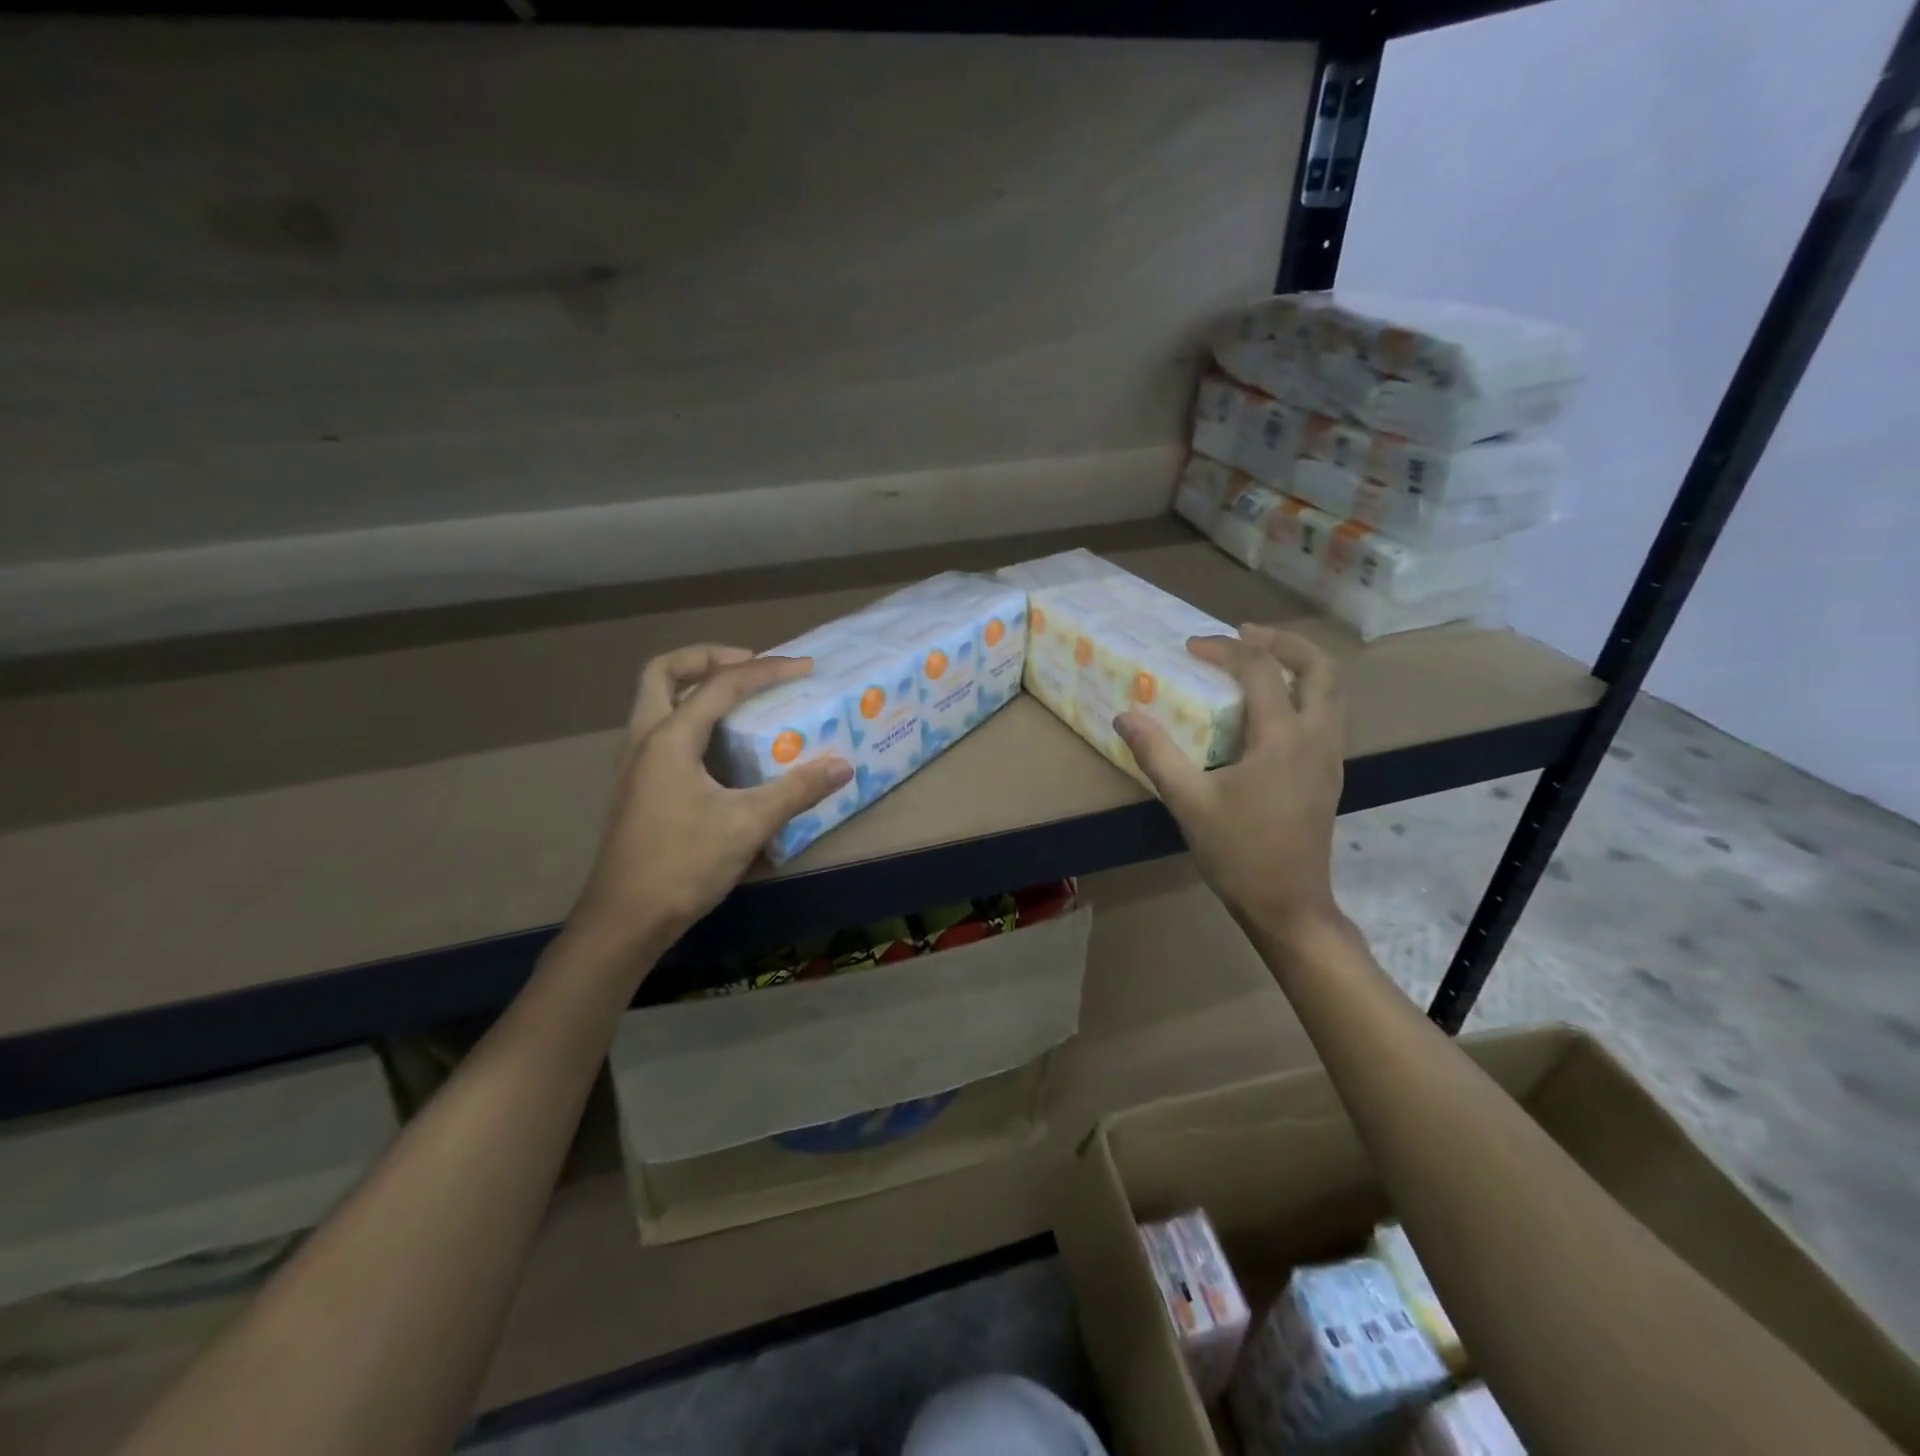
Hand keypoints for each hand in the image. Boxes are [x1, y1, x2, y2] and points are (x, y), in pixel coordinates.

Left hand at [569, 644, 852, 953]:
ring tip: (739, 698)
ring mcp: (635, 764)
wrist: (625, 920)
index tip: (804, 668)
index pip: (721, 685)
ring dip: (694, 686)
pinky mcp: (638, 787)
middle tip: (750, 665)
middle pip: (663, 673)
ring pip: (655, 700)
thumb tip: (843, 766)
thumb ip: (796, 791)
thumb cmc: (683, 865)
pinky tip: (721, 747)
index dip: (766, 671)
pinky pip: (661, 730)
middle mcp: (644, 740)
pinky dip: (690, 718)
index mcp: (669, 739)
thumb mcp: (747, 824)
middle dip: (707, 658)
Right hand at [1114, 625, 1345, 939]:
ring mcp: (1329, 756)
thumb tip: (1125, 716)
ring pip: (1331, 690)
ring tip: (1261, 660)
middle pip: (1318, 668)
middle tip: (1245, 634)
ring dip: (1299, 664)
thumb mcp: (1188, 802)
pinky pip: (1327, 714)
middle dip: (1283, 642)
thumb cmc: (1238, 853)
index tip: (1191, 647)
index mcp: (1282, 738)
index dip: (1225, 649)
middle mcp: (1316, 737)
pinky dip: (1304, 692)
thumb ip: (1156, 754)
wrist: (1288, 904)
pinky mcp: (1329, 774)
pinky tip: (1271, 710)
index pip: (1260, 670)